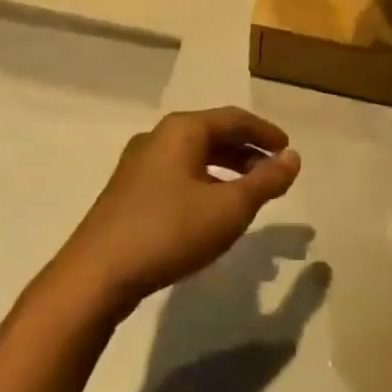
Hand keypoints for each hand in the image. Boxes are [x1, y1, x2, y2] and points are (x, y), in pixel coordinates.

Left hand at [55, 108, 301, 311]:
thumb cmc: (170, 230)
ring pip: (193, 157)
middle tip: (273, 172)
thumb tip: (293, 158)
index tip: (288, 149)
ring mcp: (138, 164)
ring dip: (226, 170)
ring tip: (249, 193)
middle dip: (246, 151)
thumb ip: (265, 181)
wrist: (98, 273)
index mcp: (182, 130)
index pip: (233, 118)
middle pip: (212, 134)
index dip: (264, 132)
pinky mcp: (128, 192)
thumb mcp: (229, 208)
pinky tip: (212, 211)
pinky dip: (204, 183)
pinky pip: (177, 175)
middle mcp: (158, 137)